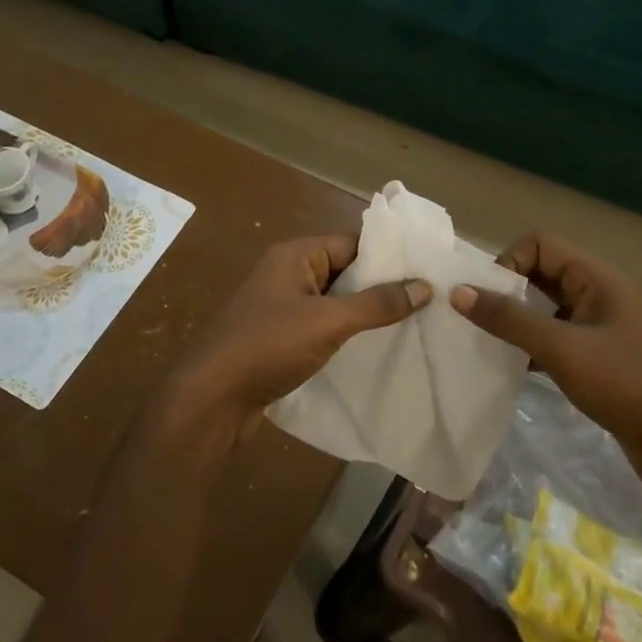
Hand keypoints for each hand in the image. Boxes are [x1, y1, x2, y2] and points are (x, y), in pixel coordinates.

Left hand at [153, 234, 429, 452]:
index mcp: (295, 255)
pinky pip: (321, 325)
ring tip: (412, 325)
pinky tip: (373, 349)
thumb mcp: (327, 322)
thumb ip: (376, 304)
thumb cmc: (268, 347)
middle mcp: (287, 273)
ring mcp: (281, 307)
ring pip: (334, 301)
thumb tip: (423, 286)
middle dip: (381, 287)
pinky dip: (345, 333)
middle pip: (345, 271)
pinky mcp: (280, 337)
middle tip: (429, 302)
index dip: (389, 257)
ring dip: (364, 313)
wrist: (212, 398)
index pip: (352, 243)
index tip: (429, 272)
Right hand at [450, 234, 641, 482]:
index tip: (488, 298)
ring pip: (545, 308)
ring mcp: (598, 327)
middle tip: (476, 318)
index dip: (509, 262)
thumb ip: (509, 319)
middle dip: (506, 290)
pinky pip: (553, 337)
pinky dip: (530, 345)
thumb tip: (459, 292)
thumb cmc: (627, 385)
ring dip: (515, 320)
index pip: (540, 244)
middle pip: (540, 273)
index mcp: (596, 278)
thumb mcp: (562, 349)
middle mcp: (597, 294)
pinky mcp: (597, 358)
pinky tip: (510, 367)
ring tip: (485, 341)